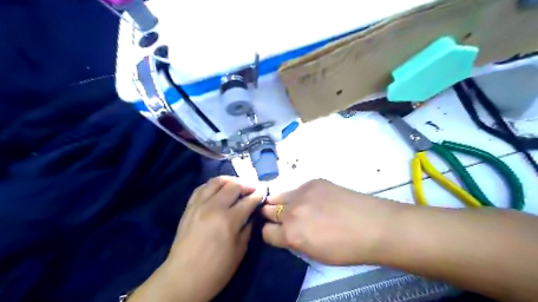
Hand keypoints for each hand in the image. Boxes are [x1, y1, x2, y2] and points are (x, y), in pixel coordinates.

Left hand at [130, 175, 263, 301]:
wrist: (183, 278)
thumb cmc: (216, 270)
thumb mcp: (240, 250)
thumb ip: (248, 228)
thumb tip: (252, 214)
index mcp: (229, 220)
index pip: (248, 200)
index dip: (258, 194)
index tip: (264, 191)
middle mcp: (214, 207)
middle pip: (233, 185)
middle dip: (247, 184)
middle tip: (253, 188)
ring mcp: (199, 205)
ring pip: (217, 181)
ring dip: (230, 180)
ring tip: (237, 186)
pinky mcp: (189, 207)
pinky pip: (202, 188)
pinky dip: (213, 185)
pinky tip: (218, 190)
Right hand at [258, 179, 400, 263]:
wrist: (373, 225)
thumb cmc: (346, 248)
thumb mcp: (315, 253)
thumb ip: (294, 241)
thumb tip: (287, 232)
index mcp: (291, 234)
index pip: (266, 232)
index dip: (271, 234)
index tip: (277, 233)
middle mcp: (291, 211)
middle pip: (268, 210)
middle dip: (272, 216)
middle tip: (283, 219)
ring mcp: (302, 193)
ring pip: (278, 195)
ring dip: (281, 202)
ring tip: (293, 207)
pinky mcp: (313, 182)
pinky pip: (297, 189)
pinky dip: (299, 195)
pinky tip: (313, 199)